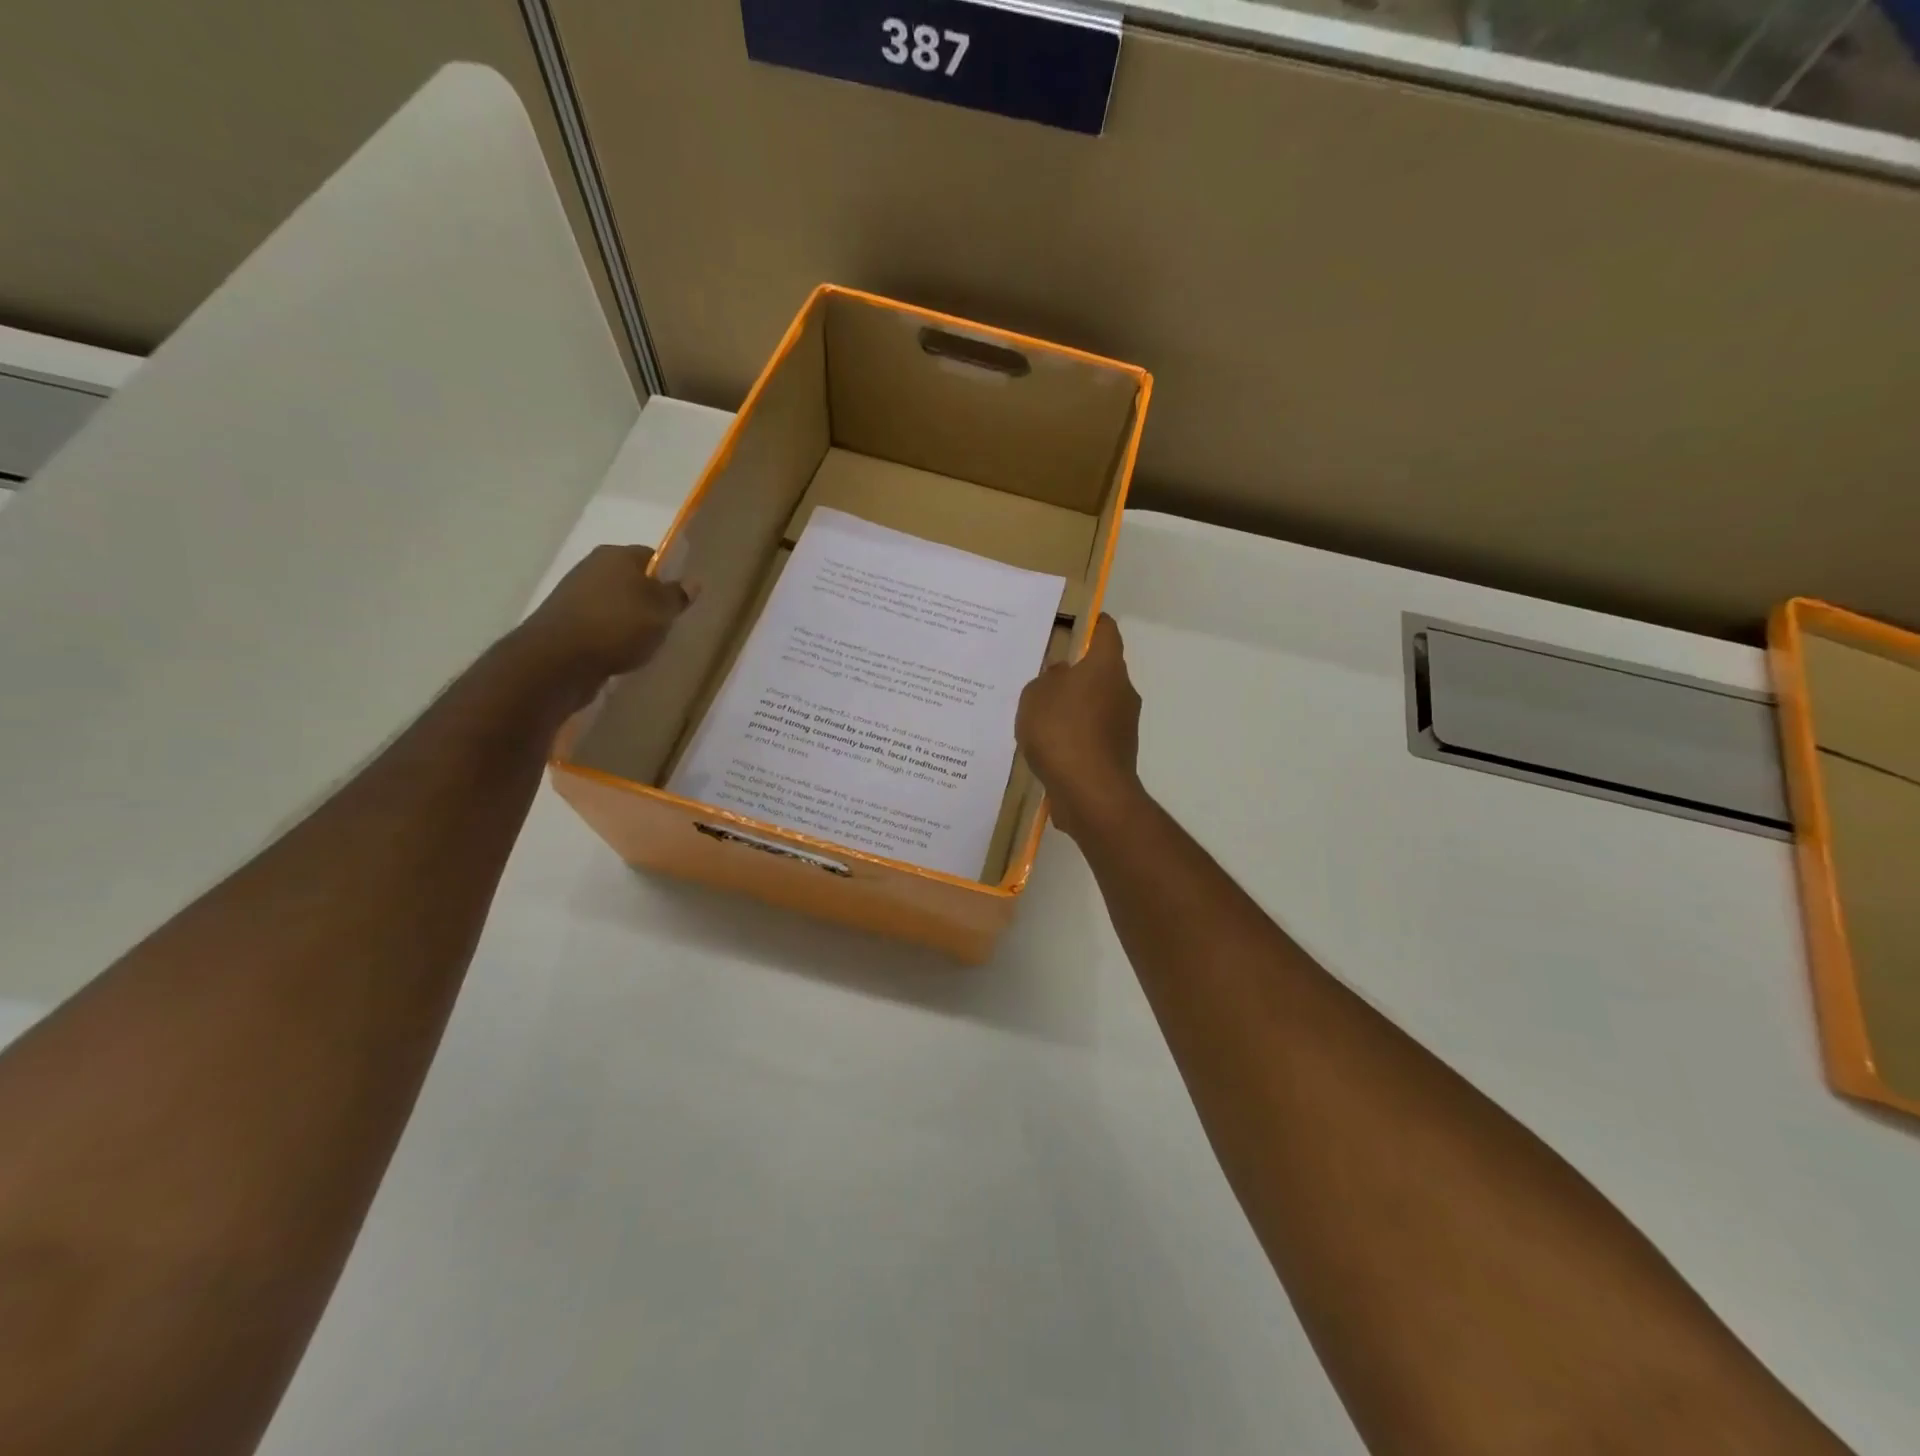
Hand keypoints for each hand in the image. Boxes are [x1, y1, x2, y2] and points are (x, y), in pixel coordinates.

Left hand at [509, 544, 691, 708]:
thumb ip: (677, 596)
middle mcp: (593, 567)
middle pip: (631, 579)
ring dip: (629, 619)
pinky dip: (610, 635)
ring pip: (614, 603)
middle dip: (648, 599)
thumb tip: (692, 581)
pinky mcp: (564, 621)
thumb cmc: (619, 625)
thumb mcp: (661, 611)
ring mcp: (575, 594)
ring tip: (644, 642)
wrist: (559, 659)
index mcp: (617, 555)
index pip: (651, 556)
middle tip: (665, 623)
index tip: (678, 600)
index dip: (668, 575)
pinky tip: (620, 652)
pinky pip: (598, 623)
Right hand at [1016, 614, 1146, 840]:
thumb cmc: (1061, 731)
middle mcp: (1123, 690)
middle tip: (1043, 676)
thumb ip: (1046, 679)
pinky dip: (1075, 735)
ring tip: (1040, 716)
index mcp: (1106, 666)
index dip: (1091, 623)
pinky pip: (1093, 734)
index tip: (1071, 624)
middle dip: (1076, 672)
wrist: (1090, 792)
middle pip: (1101, 670)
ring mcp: (1124, 724)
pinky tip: (1050, 747)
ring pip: (1096, 704)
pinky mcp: (1118, 753)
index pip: (1106, 631)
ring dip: (1074, 707)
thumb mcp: (1036, 695)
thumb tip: (1061, 676)